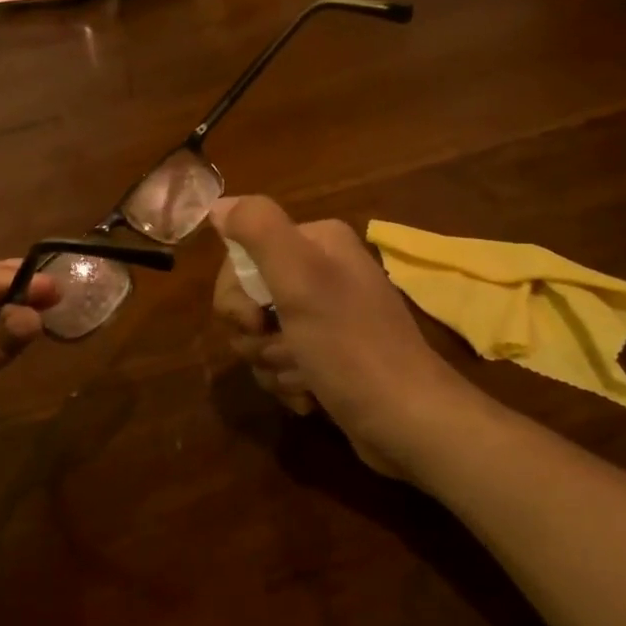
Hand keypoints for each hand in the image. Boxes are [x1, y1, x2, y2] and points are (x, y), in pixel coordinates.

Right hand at [210, 196, 468, 478]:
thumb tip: (219, 204)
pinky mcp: (324, 355)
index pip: (240, 258)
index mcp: (316, 243)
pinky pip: (278, 363)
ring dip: (273, 364)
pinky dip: (287, 382)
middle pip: (246, 300)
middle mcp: (319, 272)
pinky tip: (310, 395)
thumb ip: (259, 231)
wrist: (406, 421)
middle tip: (288, 350)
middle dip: (257, 336)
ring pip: (259, 337)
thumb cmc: (351, 347)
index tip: (258, 321)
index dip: (237, 297)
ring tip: (306, 376)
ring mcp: (323, 317)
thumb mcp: (302, 279)